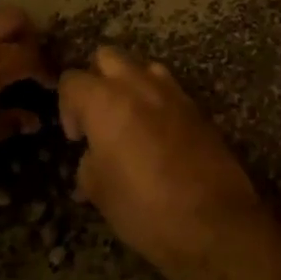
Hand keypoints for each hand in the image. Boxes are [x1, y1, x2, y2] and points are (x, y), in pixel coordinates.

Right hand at [58, 47, 270, 269]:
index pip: (72, 80)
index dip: (67, 107)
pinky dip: (158, 102)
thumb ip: (88, 166)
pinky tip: (159, 135)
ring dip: (131, 84)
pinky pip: (171, 90)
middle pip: (107, 57)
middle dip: (97, 80)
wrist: (213, 222)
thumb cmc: (144, 208)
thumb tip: (90, 162)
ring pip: (143, 67)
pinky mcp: (199, 109)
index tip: (77, 138)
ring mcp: (173, 94)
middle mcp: (138, 86)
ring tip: (131, 120)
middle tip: (99, 117)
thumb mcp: (100, 192)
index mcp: (105, 101)